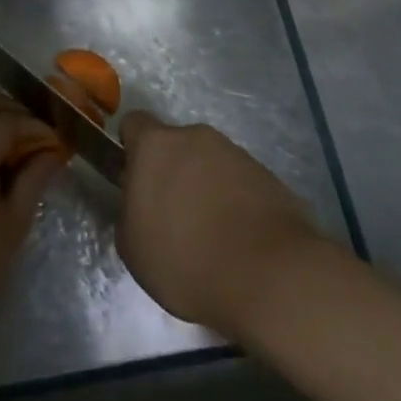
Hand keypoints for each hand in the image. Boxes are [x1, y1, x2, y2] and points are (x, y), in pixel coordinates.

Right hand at [117, 112, 323, 341]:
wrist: (270, 277)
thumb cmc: (186, 260)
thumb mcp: (132, 247)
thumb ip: (130, 211)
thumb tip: (141, 203)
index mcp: (155, 146)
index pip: (134, 123)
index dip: (131, 148)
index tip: (134, 180)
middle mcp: (196, 137)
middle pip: (175, 145)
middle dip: (172, 172)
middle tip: (172, 215)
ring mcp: (236, 154)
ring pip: (209, 163)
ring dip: (204, 187)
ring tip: (210, 234)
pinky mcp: (268, 175)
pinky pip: (239, 182)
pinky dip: (234, 202)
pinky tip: (239, 240)